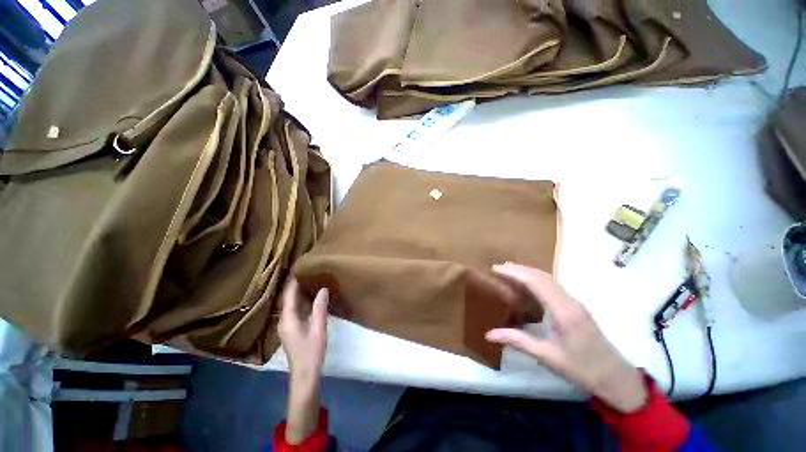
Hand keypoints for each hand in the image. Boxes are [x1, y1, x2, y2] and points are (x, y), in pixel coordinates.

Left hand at [278, 278, 328, 443]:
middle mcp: (284, 320)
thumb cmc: (311, 352)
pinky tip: (312, 296)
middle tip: (307, 269)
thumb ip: (320, 308)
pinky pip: (296, 309)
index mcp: (288, 319)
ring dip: (300, 291)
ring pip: (292, 303)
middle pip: (289, 297)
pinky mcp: (292, 328)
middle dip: (296, 283)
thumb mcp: (318, 329)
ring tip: (311, 278)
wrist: (305, 375)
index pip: (289, 294)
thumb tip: (323, 288)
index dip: (293, 280)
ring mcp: (287, 325)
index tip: (299, 266)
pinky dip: (302, 301)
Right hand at [485, 263, 647, 412]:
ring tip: (508, 271)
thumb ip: (517, 341)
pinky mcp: (575, 305)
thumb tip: (488, 334)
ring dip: (527, 272)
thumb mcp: (547, 356)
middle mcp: (569, 300)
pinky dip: (535, 279)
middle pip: (541, 276)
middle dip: (518, 269)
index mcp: (563, 311)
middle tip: (498, 268)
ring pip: (548, 278)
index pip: (535, 282)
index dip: (514, 273)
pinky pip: (552, 284)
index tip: (495, 269)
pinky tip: (527, 284)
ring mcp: (574, 301)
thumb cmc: (581, 368)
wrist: (615, 377)